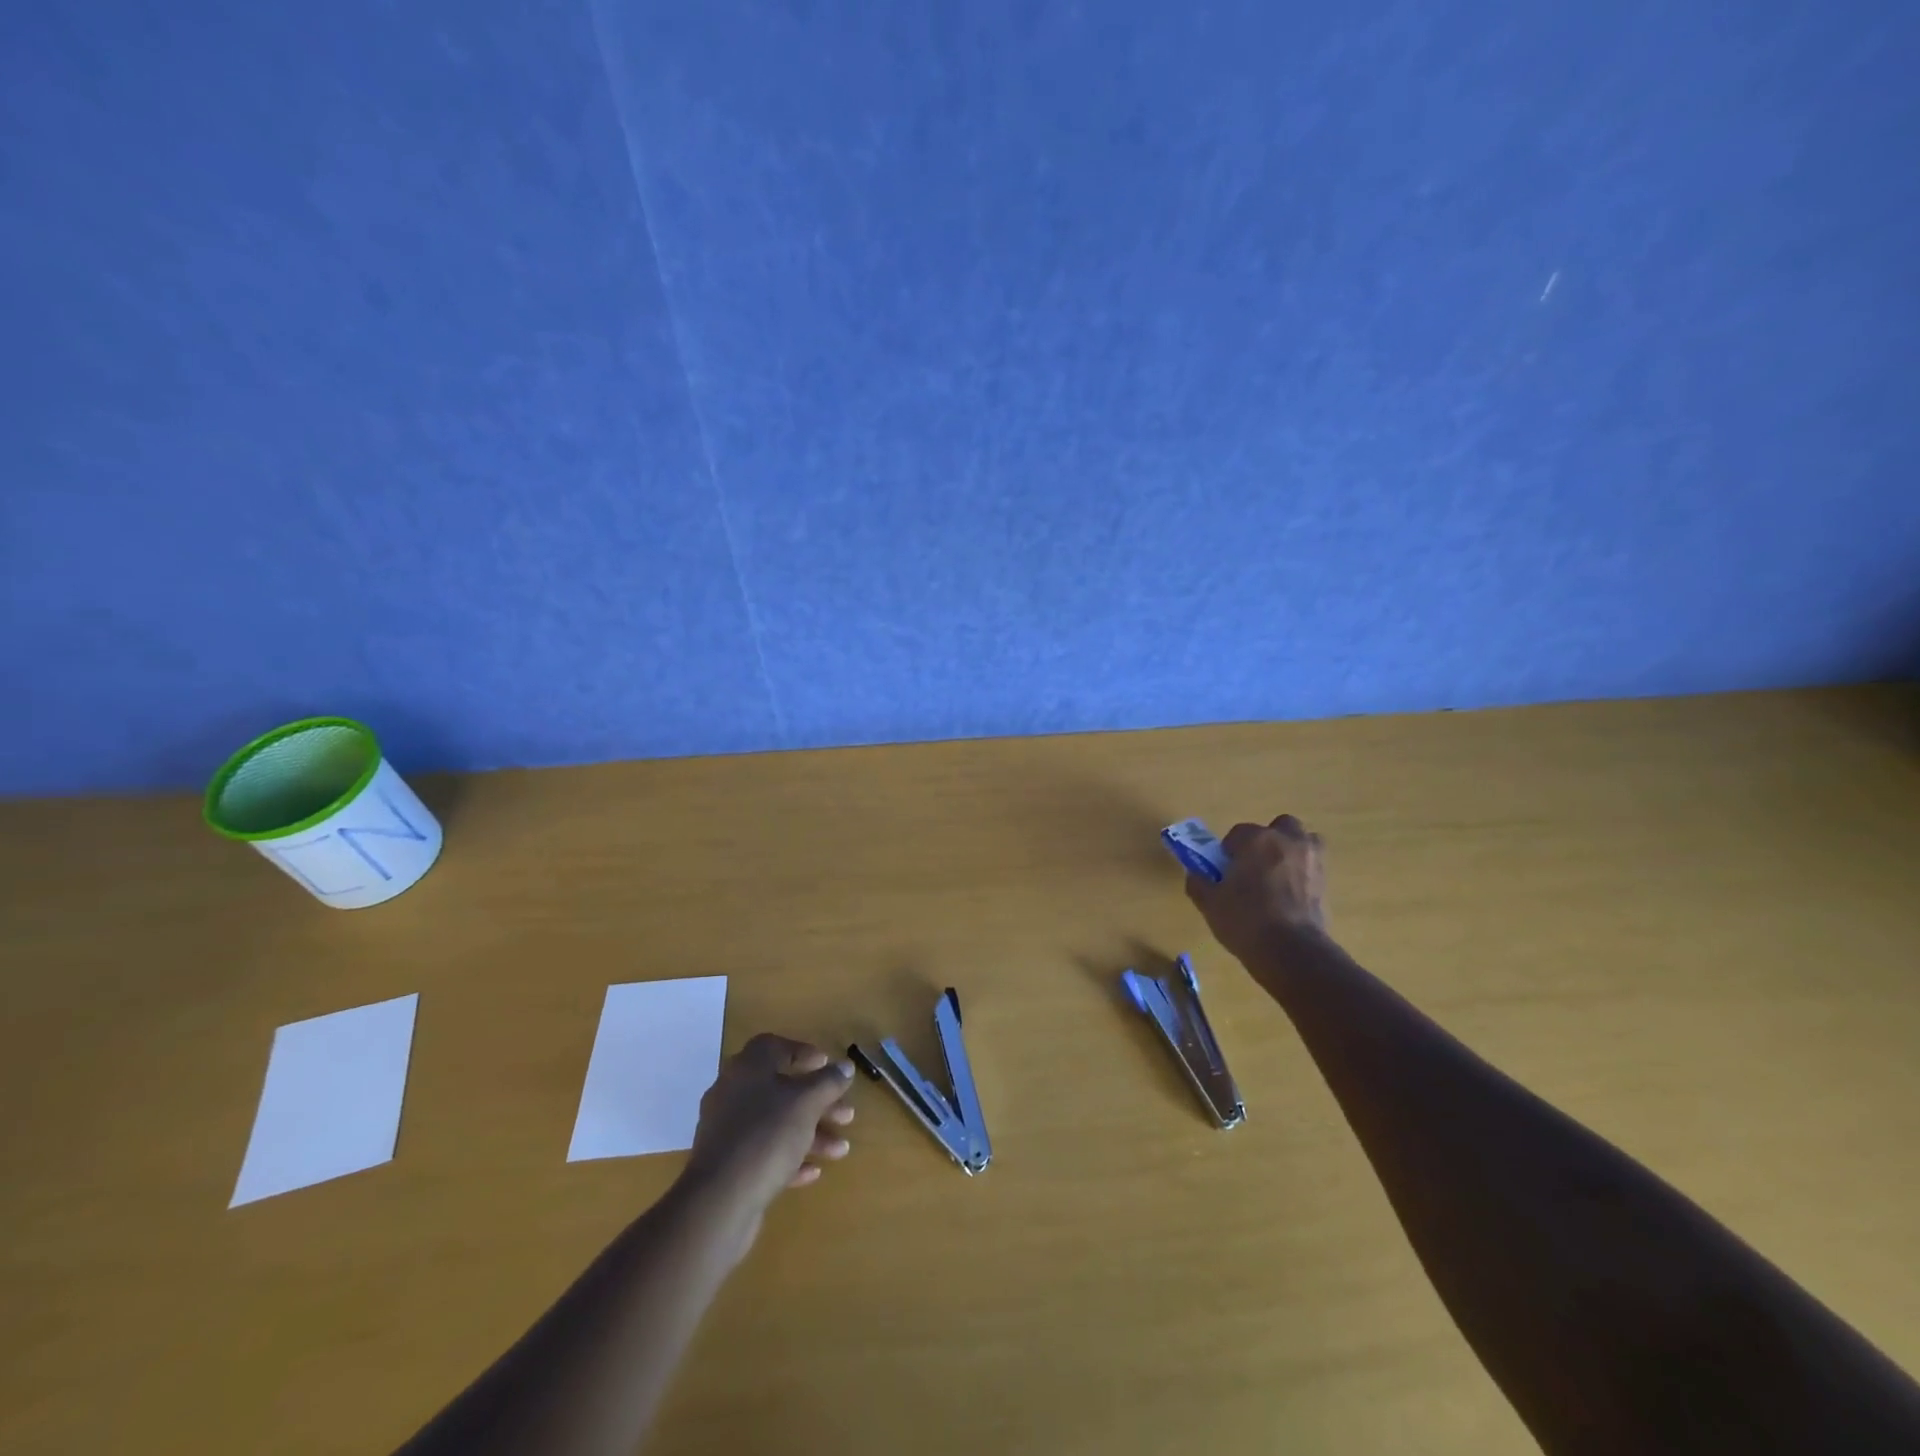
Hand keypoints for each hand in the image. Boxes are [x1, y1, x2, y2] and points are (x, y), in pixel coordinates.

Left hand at [680, 1034, 855, 1223]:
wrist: (719, 1201)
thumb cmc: (767, 1136)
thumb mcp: (807, 1103)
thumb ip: (829, 1082)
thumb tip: (844, 1066)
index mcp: (748, 1068)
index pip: (774, 1046)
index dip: (802, 1052)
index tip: (826, 1065)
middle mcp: (733, 1093)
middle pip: (781, 1089)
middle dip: (817, 1102)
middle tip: (846, 1114)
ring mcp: (727, 1130)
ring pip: (775, 1124)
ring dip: (810, 1133)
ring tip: (840, 1150)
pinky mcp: (726, 1165)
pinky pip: (763, 1152)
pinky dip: (789, 1158)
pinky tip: (813, 1172)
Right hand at [1184, 815, 1328, 967]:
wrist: (1291, 951)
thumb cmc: (1245, 920)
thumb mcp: (1210, 904)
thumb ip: (1199, 883)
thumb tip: (1196, 875)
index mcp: (1256, 840)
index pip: (1238, 833)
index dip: (1229, 851)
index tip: (1225, 870)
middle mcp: (1287, 841)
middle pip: (1279, 827)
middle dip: (1268, 840)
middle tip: (1254, 865)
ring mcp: (1312, 860)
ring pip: (1304, 841)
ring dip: (1292, 851)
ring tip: (1278, 876)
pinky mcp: (1327, 882)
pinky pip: (1314, 867)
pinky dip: (1303, 873)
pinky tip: (1290, 895)